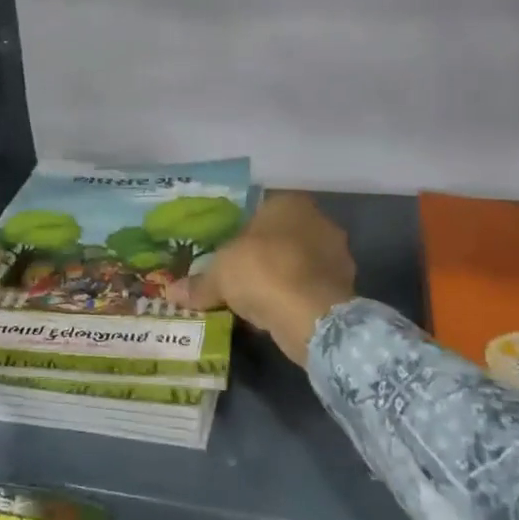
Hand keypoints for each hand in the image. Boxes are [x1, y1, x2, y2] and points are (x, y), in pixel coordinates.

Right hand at [165, 192, 355, 363]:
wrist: (312, 316)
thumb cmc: (262, 272)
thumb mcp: (219, 275)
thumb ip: (198, 282)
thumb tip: (172, 291)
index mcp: (289, 203)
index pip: (261, 210)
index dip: (242, 232)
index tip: (227, 253)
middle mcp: (319, 221)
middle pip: (282, 237)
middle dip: (263, 256)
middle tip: (238, 277)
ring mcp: (337, 255)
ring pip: (298, 264)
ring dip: (281, 279)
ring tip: (254, 300)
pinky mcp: (345, 288)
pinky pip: (310, 289)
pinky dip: (294, 299)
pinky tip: (275, 315)